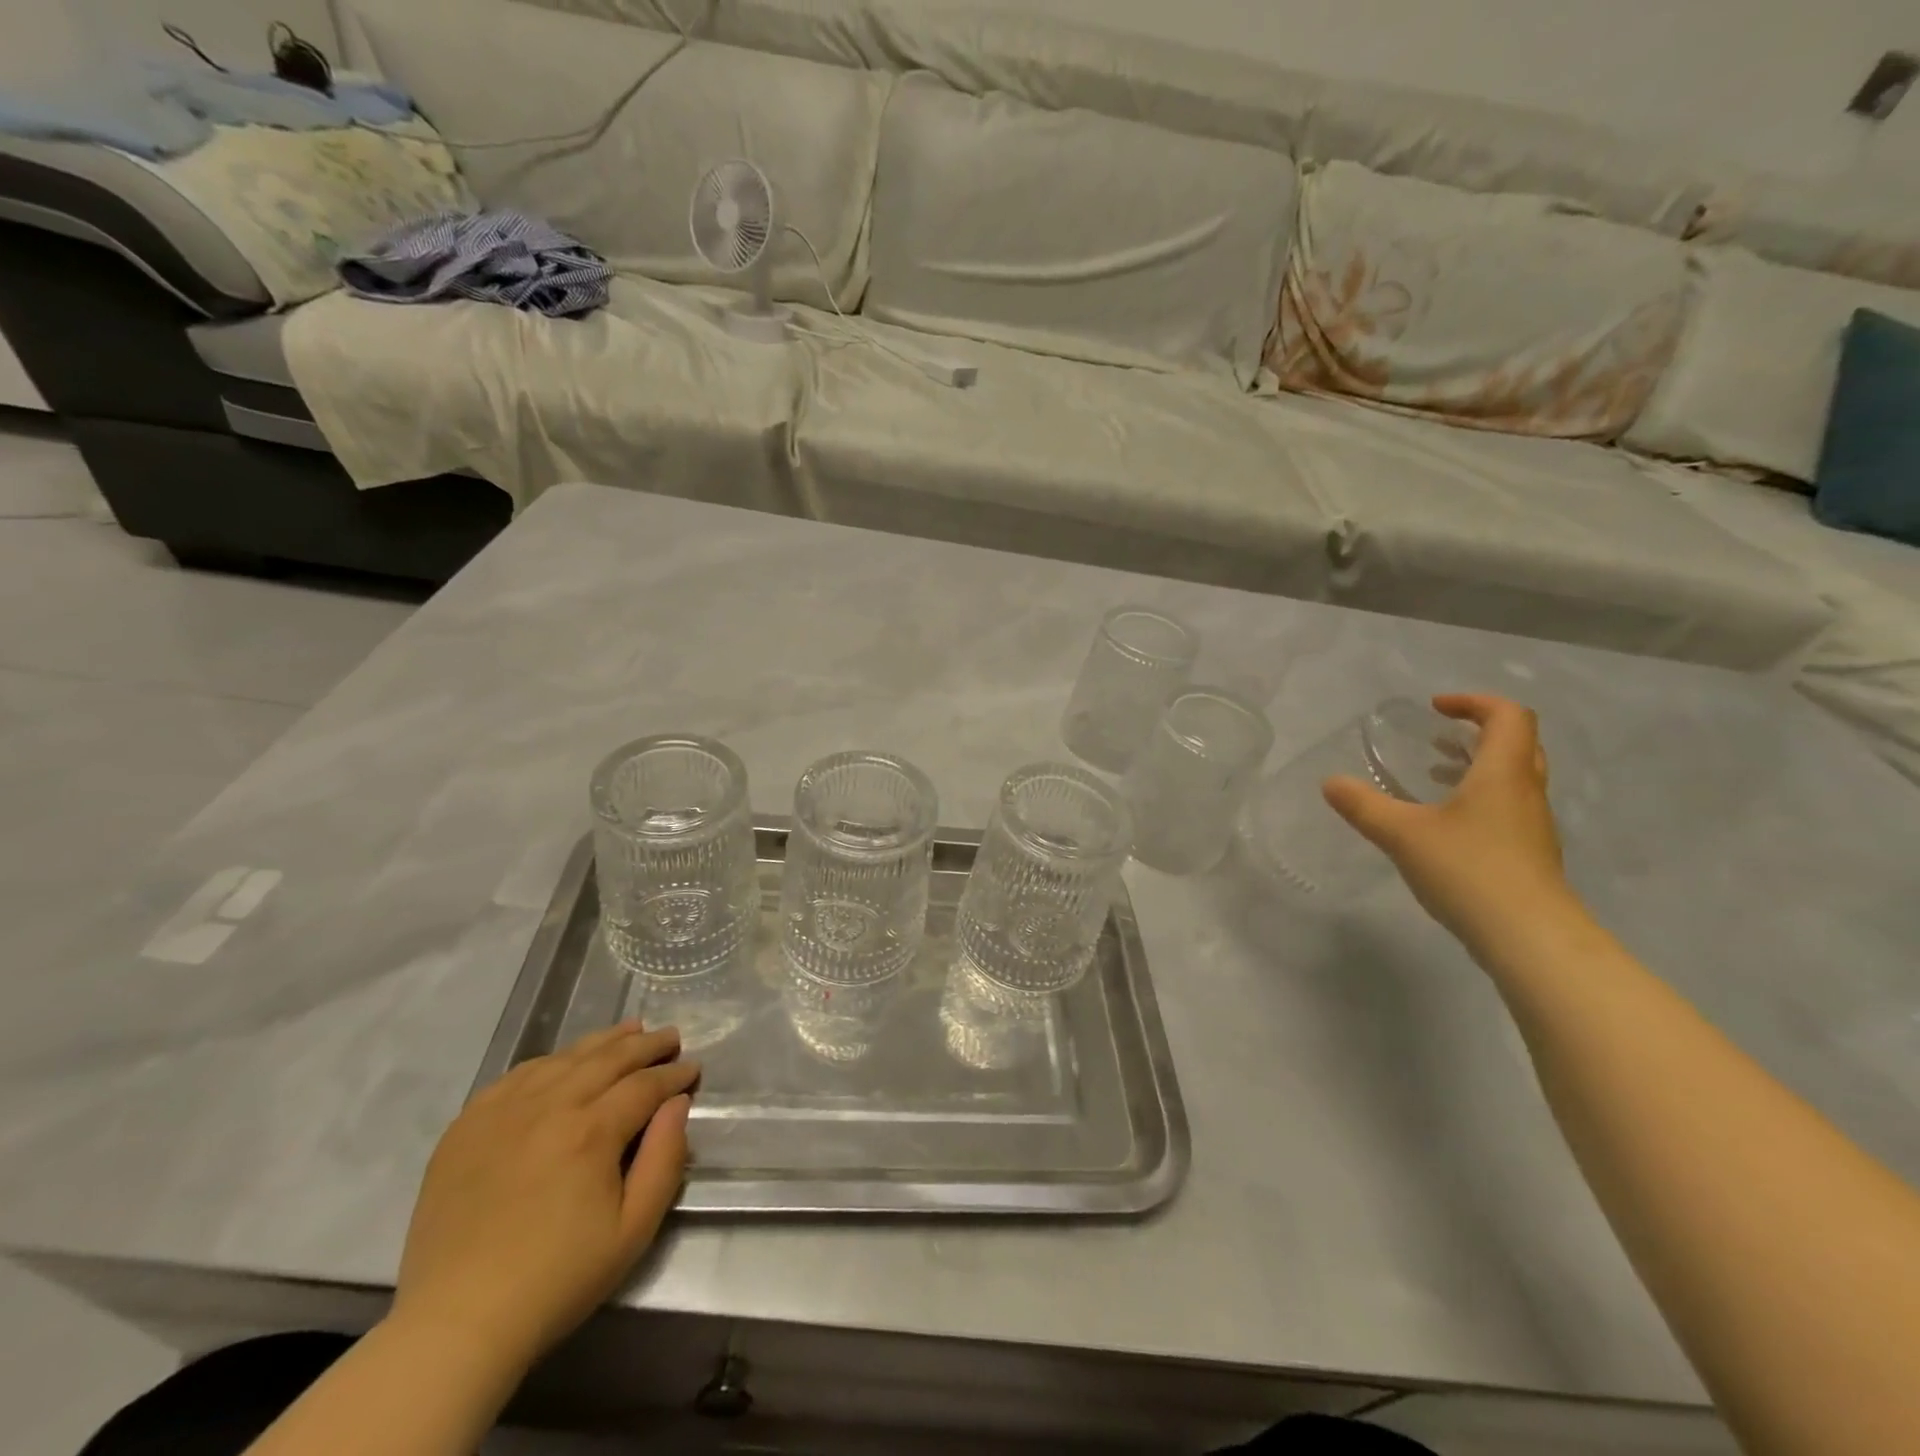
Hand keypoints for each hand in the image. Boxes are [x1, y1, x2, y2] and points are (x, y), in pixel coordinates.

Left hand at [391, 1021, 697, 1371]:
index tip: (693, 1070)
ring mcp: (503, 1111)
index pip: (645, 1084)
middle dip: (646, 1044)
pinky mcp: (467, 1125)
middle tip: (670, 1037)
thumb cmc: (557, 1279)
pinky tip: (565, 1062)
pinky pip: (518, 1074)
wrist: (456, 1323)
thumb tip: (677, 1103)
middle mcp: (549, 1105)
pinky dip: (552, 1061)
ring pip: (565, 1057)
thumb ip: (665, 1158)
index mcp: (591, 1130)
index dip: (674, 1074)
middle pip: (608, 1058)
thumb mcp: (634, 1229)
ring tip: (629, 1031)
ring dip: (603, 1042)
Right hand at [1323, 694, 1577, 958]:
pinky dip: (1478, 798)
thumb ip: (1364, 805)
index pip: (1507, 716)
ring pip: (1513, 778)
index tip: (1435, 708)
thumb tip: (1329, 782)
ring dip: (1477, 766)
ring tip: (1434, 774)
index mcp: (1503, 773)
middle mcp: (1524, 792)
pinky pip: (1507, 807)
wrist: (1530, 937)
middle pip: (1517, 743)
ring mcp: (1531, 826)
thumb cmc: (1469, 870)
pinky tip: (1444, 824)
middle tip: (1437, 736)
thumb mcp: (1402, 834)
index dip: (1473, 702)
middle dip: (1477, 732)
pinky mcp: (1528, 854)